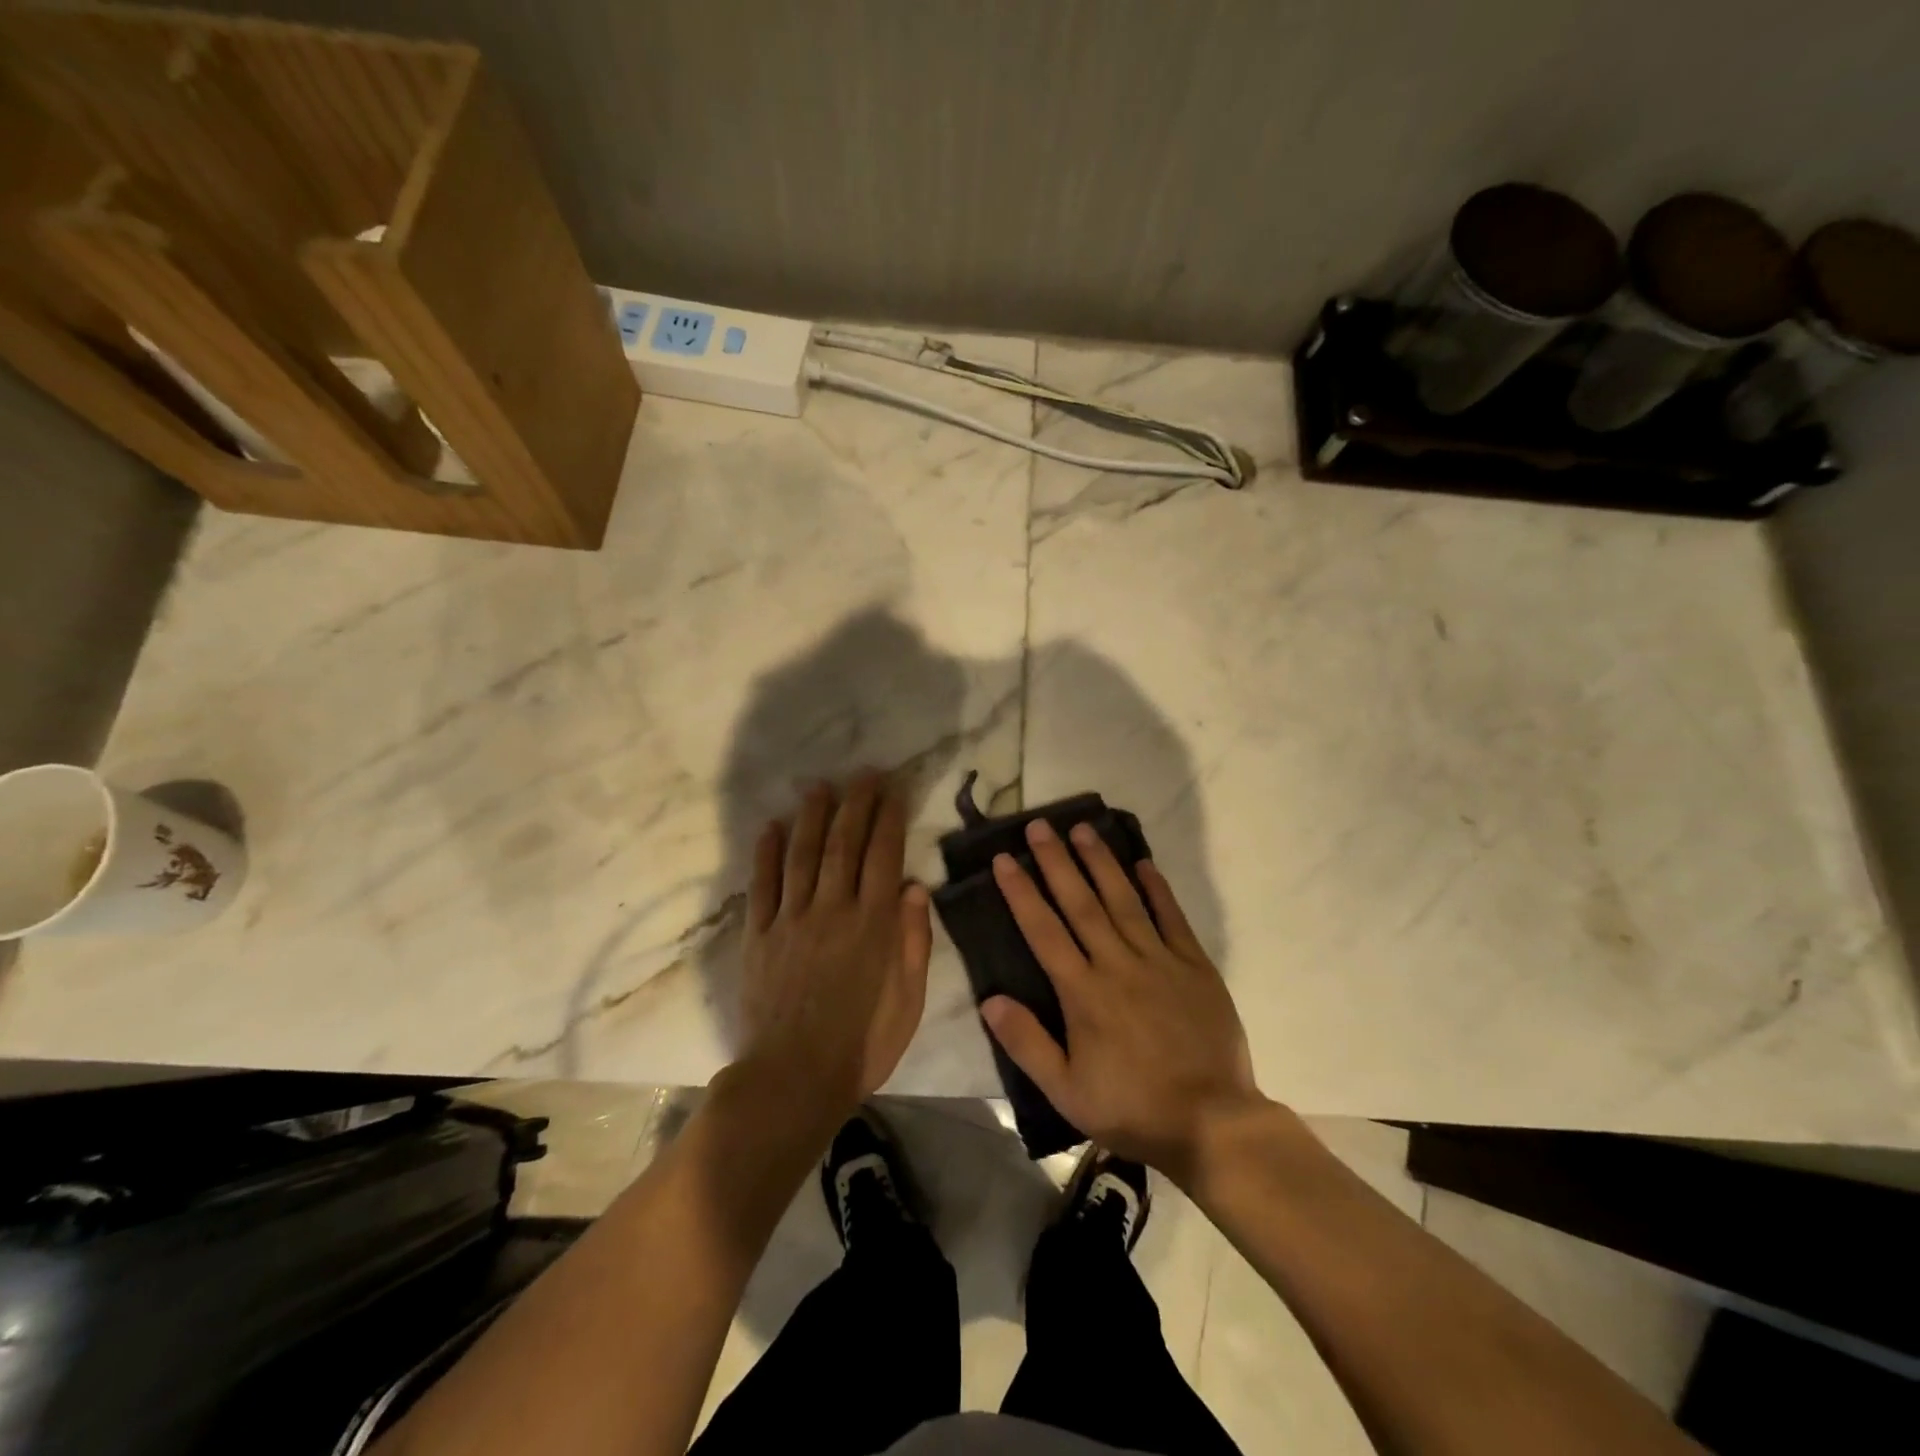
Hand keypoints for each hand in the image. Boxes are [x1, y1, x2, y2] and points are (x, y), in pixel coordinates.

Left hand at [736, 772, 931, 1119]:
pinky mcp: (759, 935)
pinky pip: (762, 885)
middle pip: (843, 844)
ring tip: (819, 787)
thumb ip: (913, 941)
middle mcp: (833, 910)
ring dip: (812, 816)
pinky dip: (765, 853)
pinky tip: (770, 826)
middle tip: (863, 773)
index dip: (889, 818)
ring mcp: (791, 920)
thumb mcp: (909, 1001)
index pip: (884, 856)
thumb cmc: (862, 1044)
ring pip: (802, 854)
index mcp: (873, 924)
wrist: (793, 1079)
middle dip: (855, 803)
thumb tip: (915, 886)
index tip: (894, 790)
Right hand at [982, 819, 1263, 1176]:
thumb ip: (1027, 1043)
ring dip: (1101, 862)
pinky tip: (1144, 863)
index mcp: (1083, 993)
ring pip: (1124, 900)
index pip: (1043, 931)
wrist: (1212, 1123)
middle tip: (1040, 825)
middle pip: (1081, 903)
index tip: (1004, 859)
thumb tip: (989, 999)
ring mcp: (1160, 961)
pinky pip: (1172, 918)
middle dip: (1057, 862)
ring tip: (1082, 829)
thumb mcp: (1066, 1090)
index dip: (1021, 892)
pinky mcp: (1195, 966)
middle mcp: (1118, 964)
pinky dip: (1157, 890)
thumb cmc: (1131, 1108)